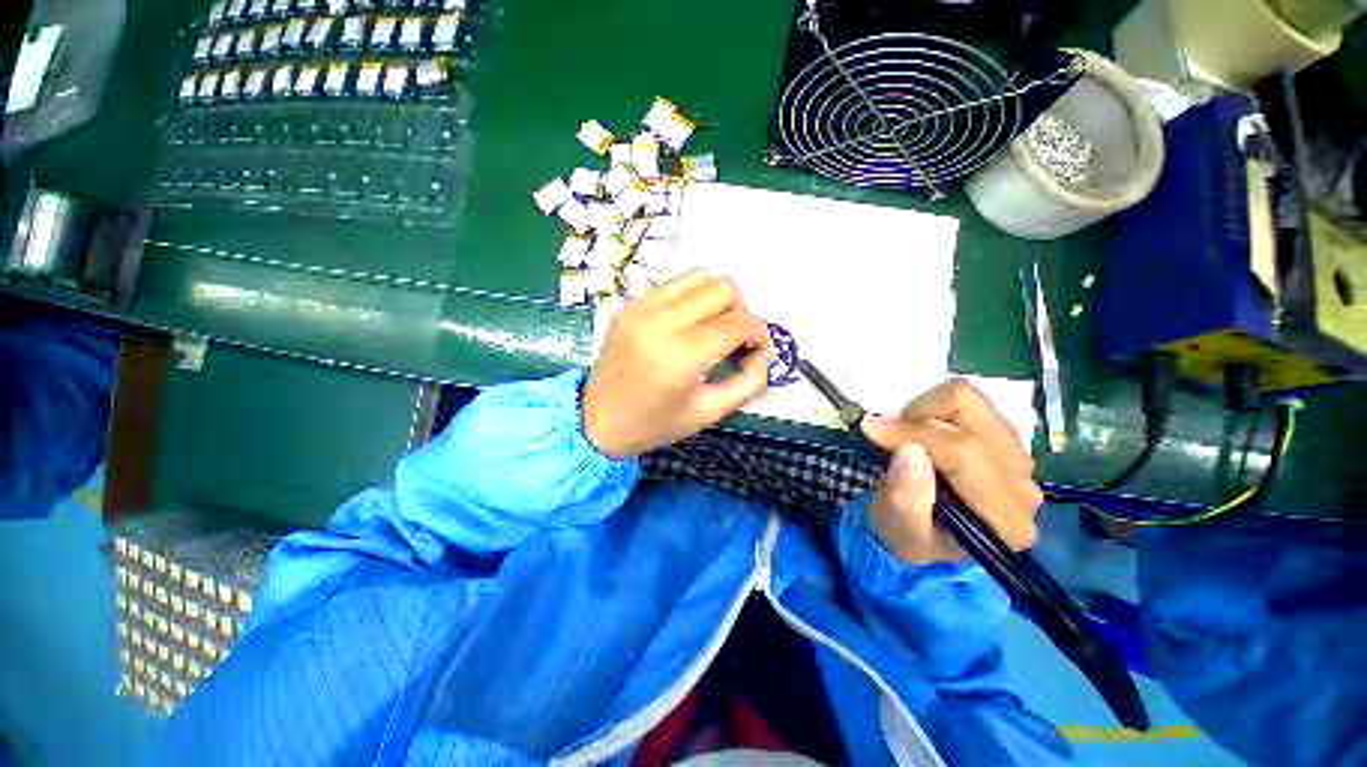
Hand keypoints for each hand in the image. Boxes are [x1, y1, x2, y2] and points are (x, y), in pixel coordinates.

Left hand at [582, 269, 775, 458]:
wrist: (597, 420)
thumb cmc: (655, 424)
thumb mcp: (710, 412)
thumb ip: (749, 381)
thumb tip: (765, 350)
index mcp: (680, 355)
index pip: (737, 323)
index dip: (759, 334)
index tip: (758, 351)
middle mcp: (659, 321)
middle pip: (722, 288)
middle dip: (740, 312)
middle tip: (734, 340)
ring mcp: (640, 307)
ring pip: (699, 276)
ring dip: (717, 299)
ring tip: (712, 328)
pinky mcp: (630, 304)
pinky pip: (674, 284)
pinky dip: (692, 298)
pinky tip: (687, 324)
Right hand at [860, 380, 1042, 564]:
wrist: (929, 534)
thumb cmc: (912, 537)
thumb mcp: (900, 531)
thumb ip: (905, 499)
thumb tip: (908, 449)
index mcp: (1004, 519)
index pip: (963, 453)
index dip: (912, 435)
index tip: (871, 430)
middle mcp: (1023, 484)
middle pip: (969, 416)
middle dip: (917, 421)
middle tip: (892, 442)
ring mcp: (1019, 457)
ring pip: (968, 400)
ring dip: (926, 413)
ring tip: (909, 440)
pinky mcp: (1007, 438)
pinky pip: (966, 401)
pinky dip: (933, 410)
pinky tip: (925, 437)